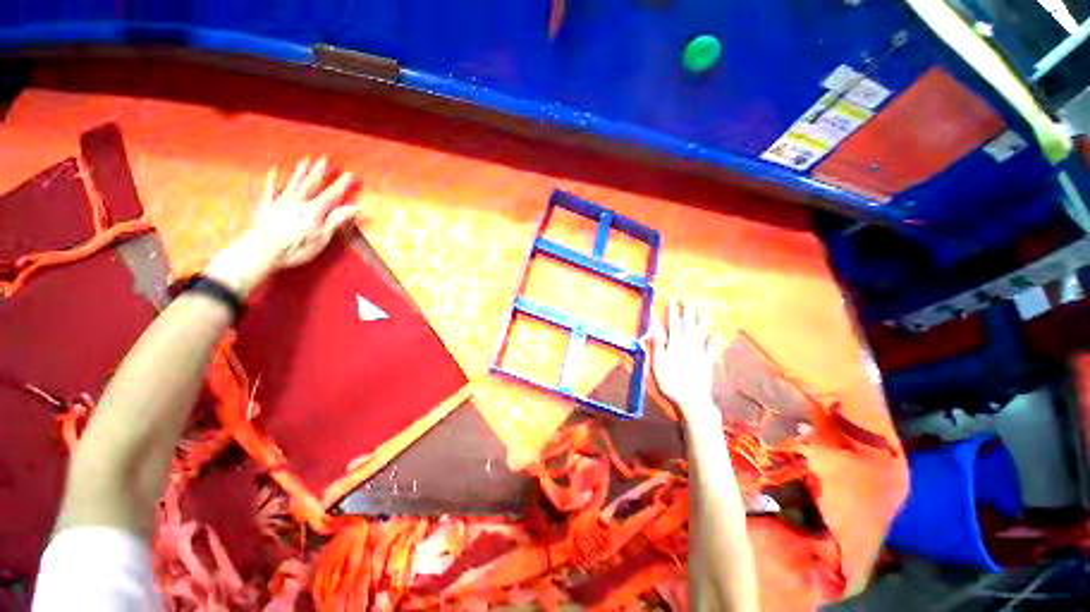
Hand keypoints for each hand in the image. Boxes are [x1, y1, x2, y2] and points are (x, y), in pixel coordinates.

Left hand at [205, 157, 358, 296]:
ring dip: (300, 171)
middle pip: (311, 184)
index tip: (350, 174)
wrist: (261, 251)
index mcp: (314, 210)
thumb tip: (356, 208)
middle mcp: (298, 201)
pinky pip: (269, 190)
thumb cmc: (295, 248)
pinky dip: (271, 180)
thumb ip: (337, 220)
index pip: (332, 194)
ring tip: (305, 160)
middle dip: (319, 172)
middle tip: (324, 158)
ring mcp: (280, 202)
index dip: (341, 184)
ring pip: (293, 183)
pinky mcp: (266, 206)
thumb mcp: (322, 238)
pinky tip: (273, 171)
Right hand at [649, 298, 723, 425]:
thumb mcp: (658, 364)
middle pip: (689, 326)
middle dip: (688, 312)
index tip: (673, 299)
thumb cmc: (671, 383)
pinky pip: (712, 349)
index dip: (673, 311)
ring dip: (702, 321)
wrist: (693, 401)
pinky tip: (717, 334)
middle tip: (689, 300)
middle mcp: (689, 347)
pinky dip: (714, 341)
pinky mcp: (708, 364)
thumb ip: (658, 345)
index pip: (673, 324)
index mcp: (675, 346)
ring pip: (701, 334)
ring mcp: (700, 355)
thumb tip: (655, 328)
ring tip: (703, 310)